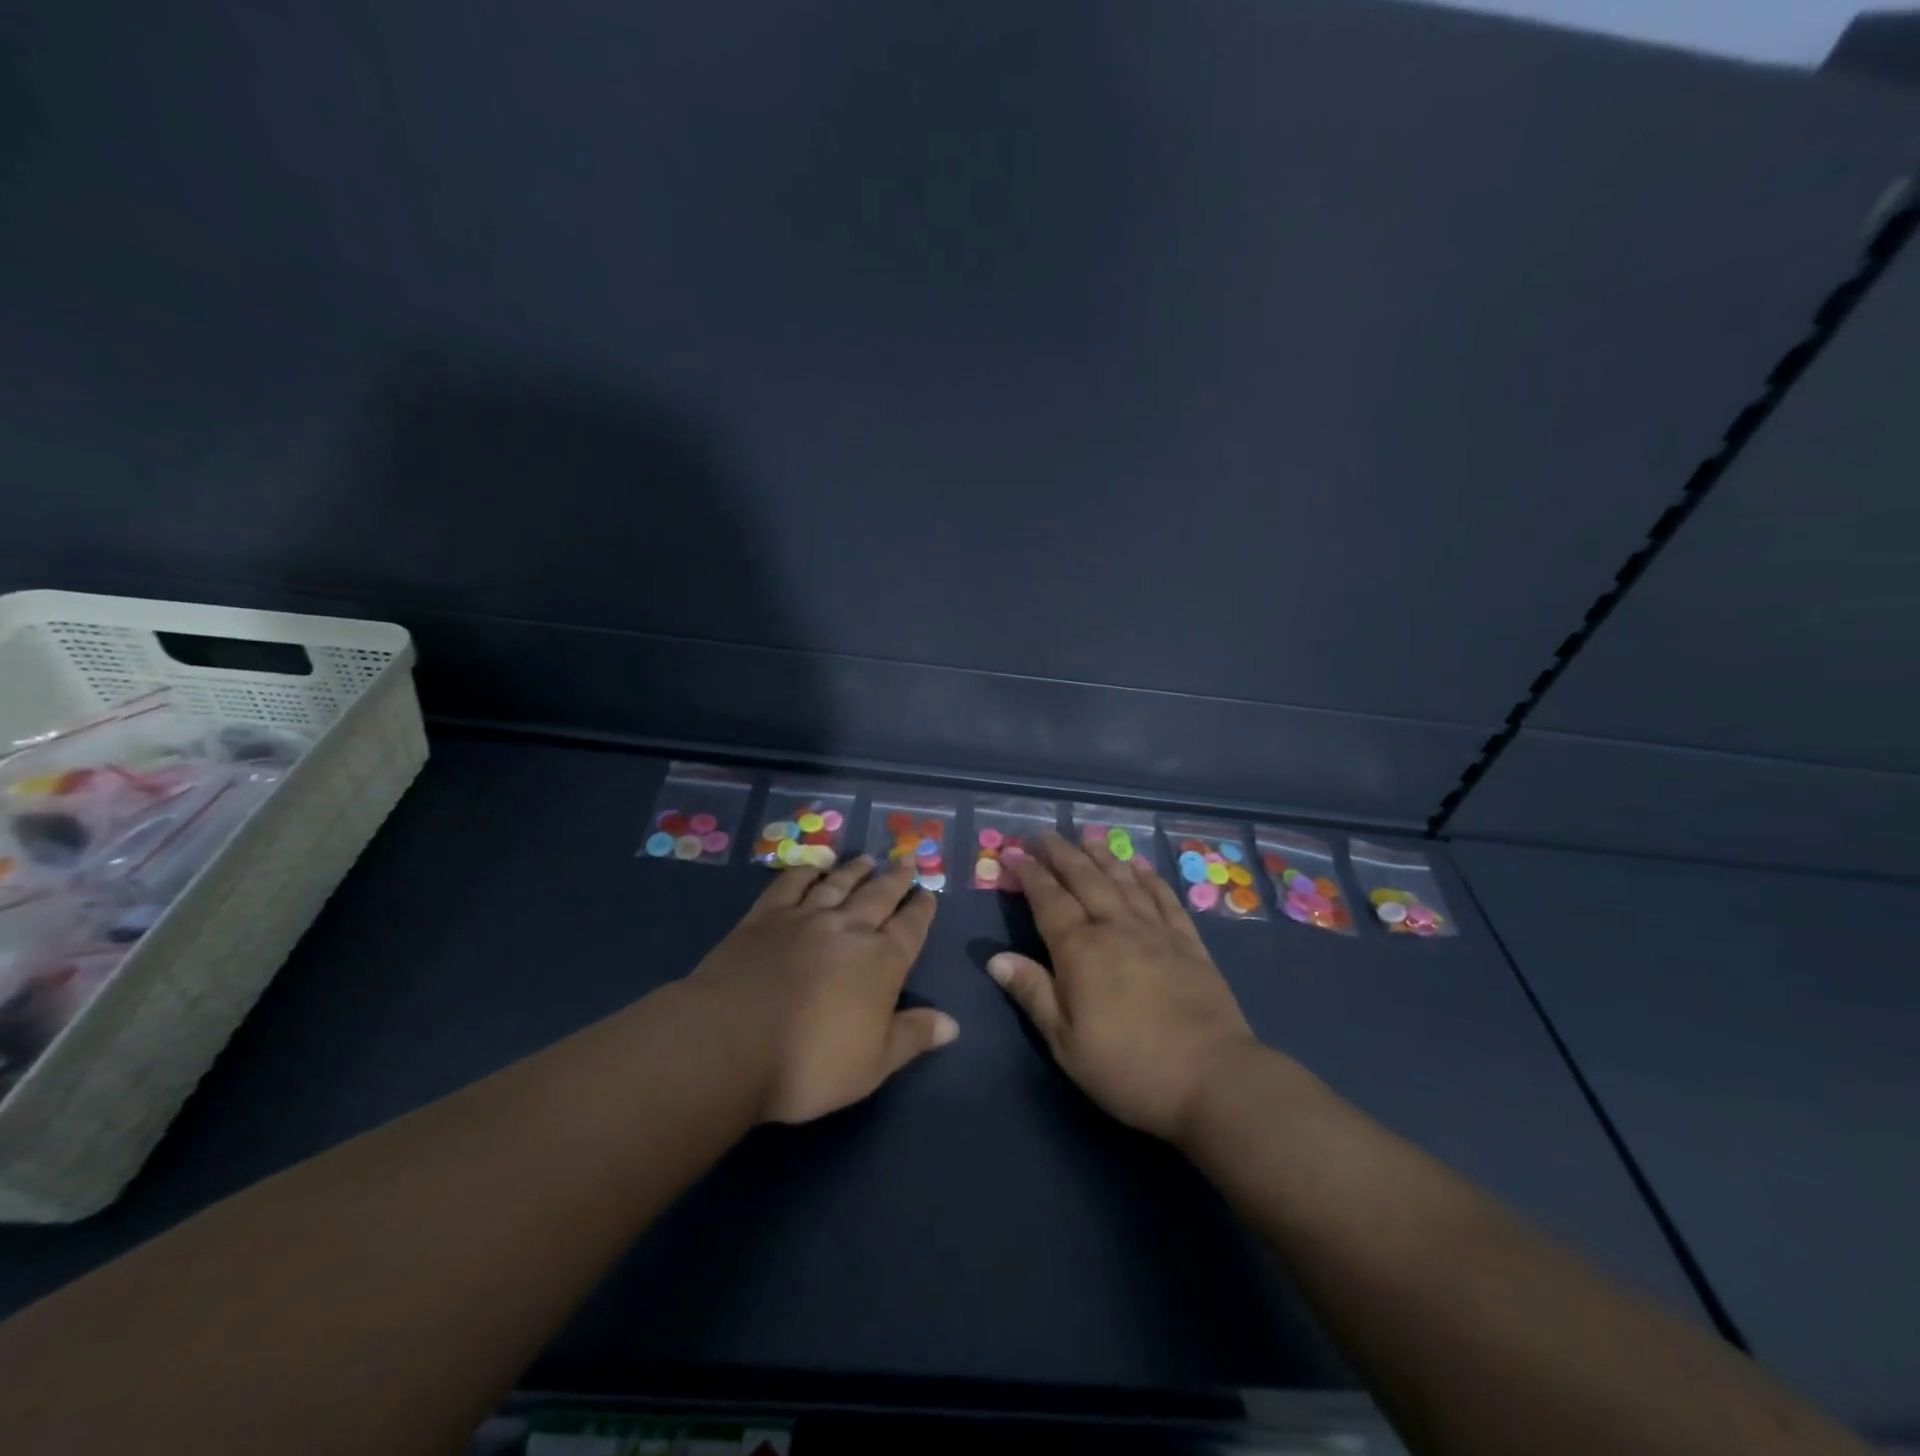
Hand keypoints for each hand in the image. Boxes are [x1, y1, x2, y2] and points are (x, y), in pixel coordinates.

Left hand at [686, 855, 955, 1123]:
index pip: (911, 928)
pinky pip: (790, 884)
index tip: (929, 893)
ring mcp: (804, 917)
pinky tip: (812, 868)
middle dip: (895, 880)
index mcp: (881, 961)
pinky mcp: (764, 917)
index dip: (922, 910)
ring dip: (855, 870)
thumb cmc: (809, 1064)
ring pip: (838, 884)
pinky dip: (805, 872)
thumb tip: (952, 1023)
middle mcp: (848, 929)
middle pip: (879, 896)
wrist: (729, 1044)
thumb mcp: (873, 1065)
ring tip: (867, 860)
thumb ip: (913, 1037)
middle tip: (905, 863)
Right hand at [988, 832, 1256, 1142]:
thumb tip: (995, 958)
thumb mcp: (1066, 1042)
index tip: (1014, 852)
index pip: (1049, 900)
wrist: (1213, 1078)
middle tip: (1044, 834)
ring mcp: (1156, 932)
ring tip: (1088, 836)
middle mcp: (1116, 928)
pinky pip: (1165, 899)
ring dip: (1103, 856)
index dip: (1030, 874)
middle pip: (1085, 879)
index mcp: (1081, 951)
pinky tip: (1141, 866)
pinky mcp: (1189, 943)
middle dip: (1062, 854)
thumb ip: (1033, 993)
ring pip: (1124, 881)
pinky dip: (1150, 878)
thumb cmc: (1128, 1067)